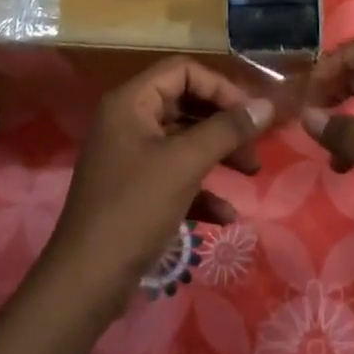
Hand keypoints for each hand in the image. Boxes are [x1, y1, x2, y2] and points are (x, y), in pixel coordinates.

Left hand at [45, 57, 273, 315]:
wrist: (86, 282)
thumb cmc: (134, 209)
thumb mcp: (185, 163)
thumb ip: (227, 129)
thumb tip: (267, 105)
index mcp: (131, 103)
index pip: (182, 70)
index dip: (219, 87)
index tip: (249, 114)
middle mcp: (128, 122)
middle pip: (186, 104)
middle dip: (224, 124)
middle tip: (255, 144)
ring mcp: (130, 157)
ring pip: (184, 141)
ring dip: (219, 154)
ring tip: (251, 173)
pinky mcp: (135, 191)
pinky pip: (175, 175)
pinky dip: (201, 189)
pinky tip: (225, 215)